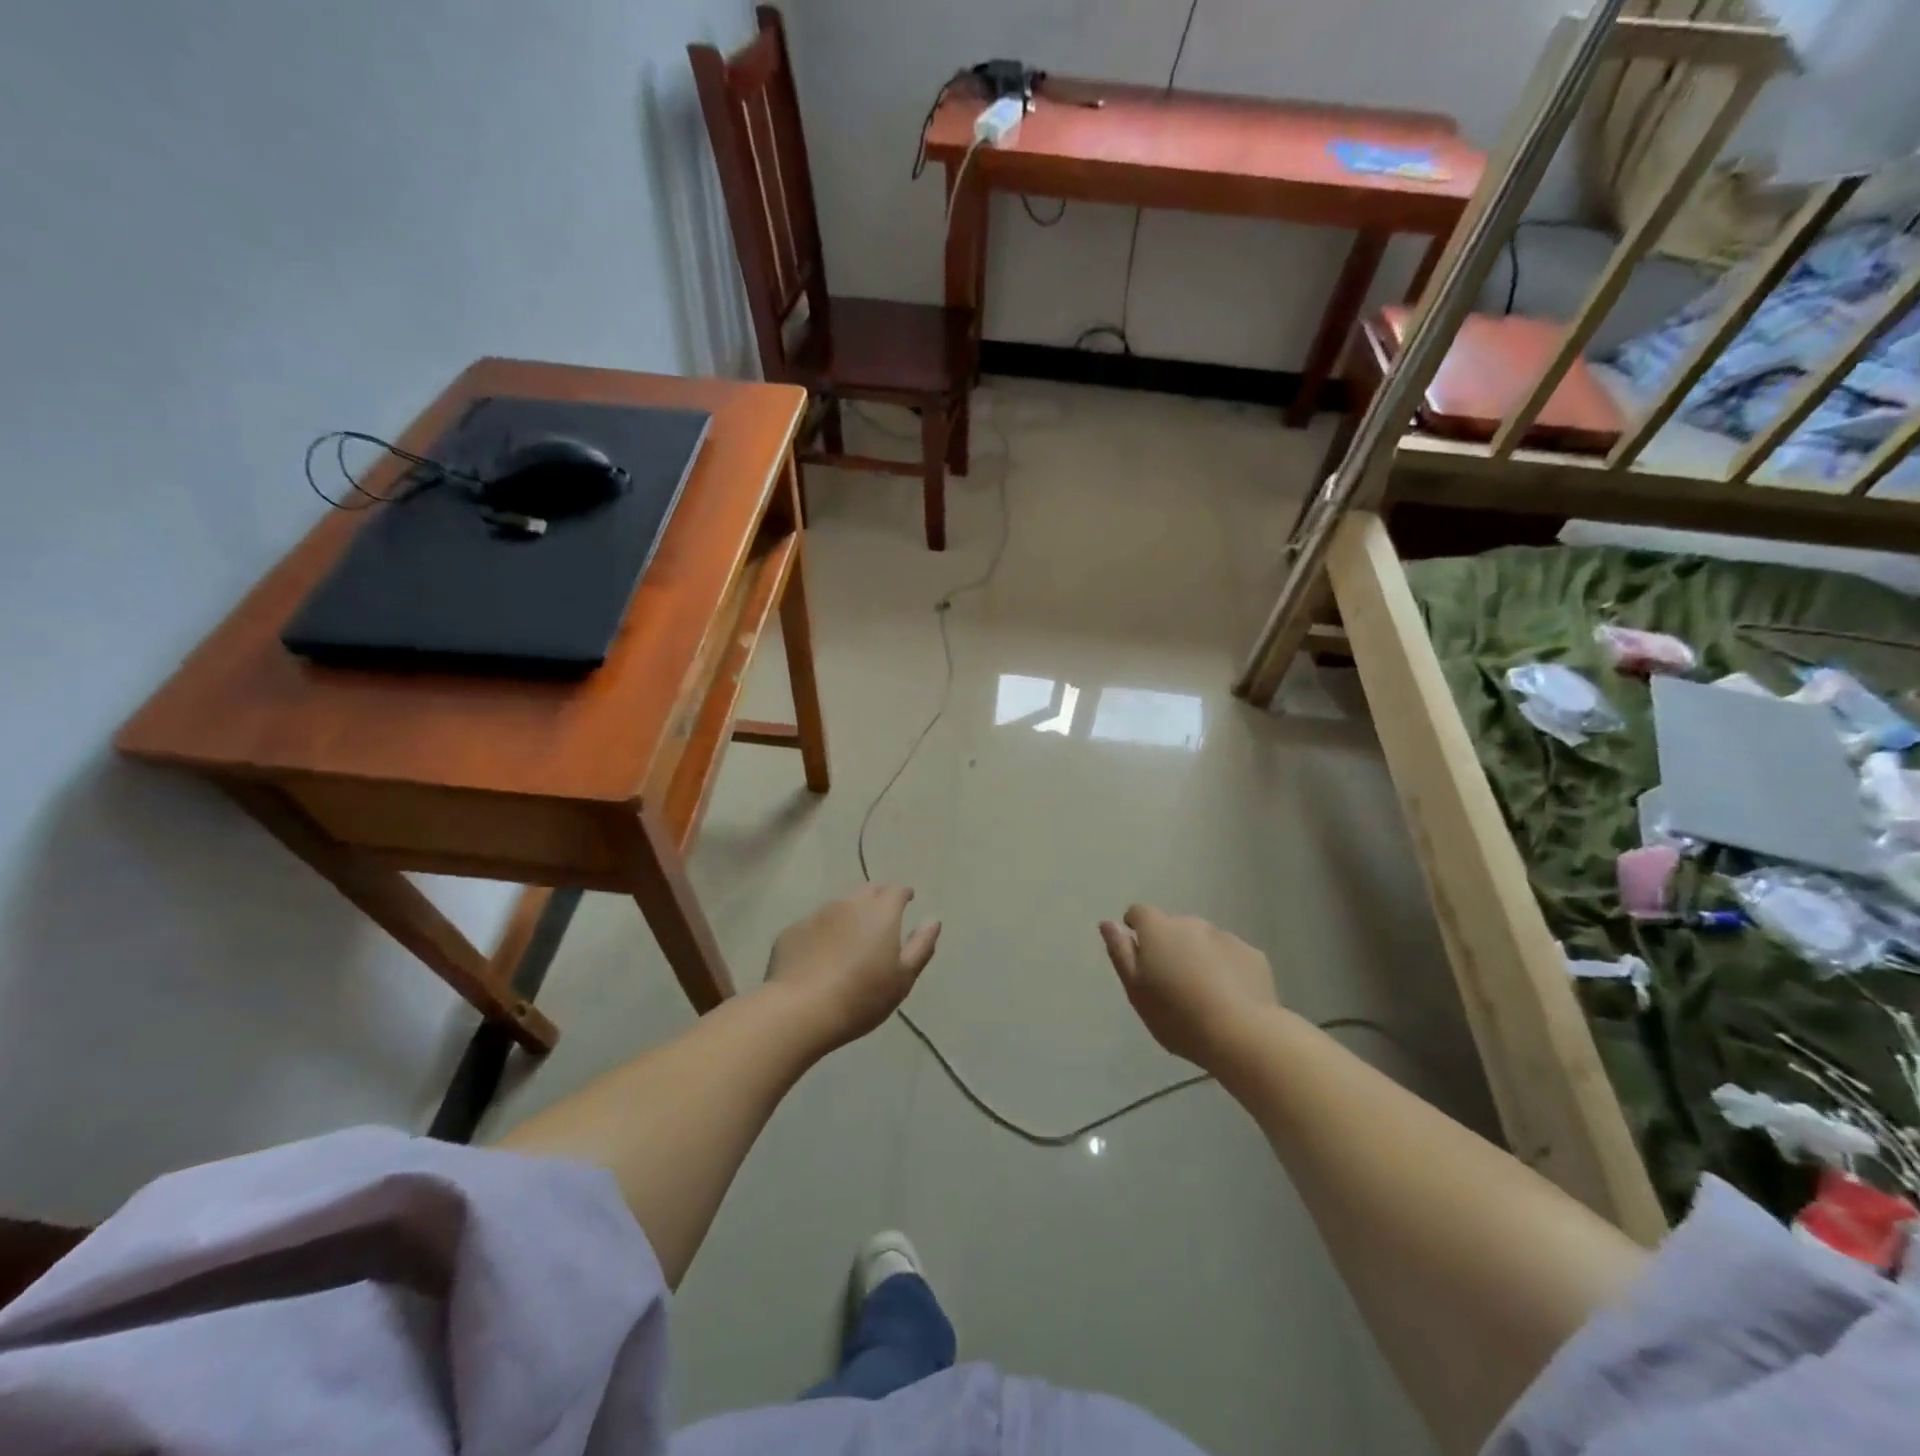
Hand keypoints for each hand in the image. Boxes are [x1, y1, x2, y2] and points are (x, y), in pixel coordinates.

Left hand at [765, 885, 941, 1050]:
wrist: (800, 1010)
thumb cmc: (861, 996)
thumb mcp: (903, 978)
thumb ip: (921, 945)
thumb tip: (933, 920)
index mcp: (880, 912)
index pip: (897, 889)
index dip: (903, 894)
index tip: (907, 901)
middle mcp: (849, 904)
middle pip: (868, 891)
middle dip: (878, 898)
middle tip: (882, 918)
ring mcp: (817, 915)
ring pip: (839, 906)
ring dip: (849, 915)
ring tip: (851, 939)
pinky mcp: (792, 931)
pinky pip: (814, 925)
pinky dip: (823, 933)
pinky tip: (820, 956)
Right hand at [1099, 906, 1278, 1069]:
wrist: (1242, 1034)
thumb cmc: (1177, 1015)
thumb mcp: (1136, 990)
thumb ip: (1120, 953)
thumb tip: (1107, 923)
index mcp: (1158, 930)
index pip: (1140, 913)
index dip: (1136, 928)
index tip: (1139, 953)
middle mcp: (1192, 923)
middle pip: (1174, 928)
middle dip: (1170, 946)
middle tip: (1171, 983)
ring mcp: (1225, 937)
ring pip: (1204, 941)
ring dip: (1198, 956)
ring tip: (1203, 994)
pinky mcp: (1253, 955)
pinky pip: (1231, 956)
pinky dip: (1226, 968)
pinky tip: (1230, 997)